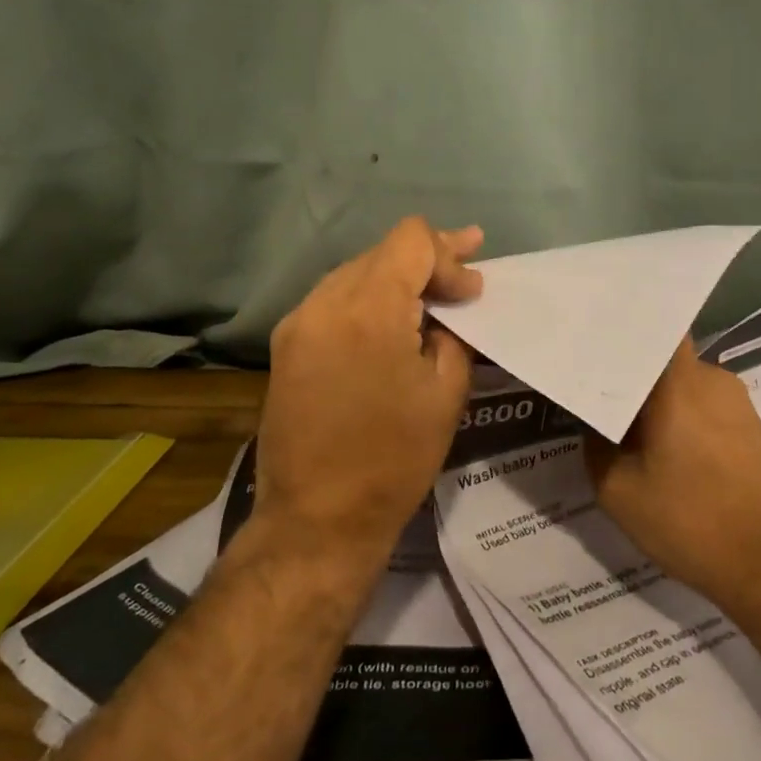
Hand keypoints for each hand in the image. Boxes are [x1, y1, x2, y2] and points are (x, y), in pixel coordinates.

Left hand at [253, 218, 482, 564]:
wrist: (317, 519)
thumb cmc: (394, 460)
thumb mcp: (445, 393)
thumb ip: (452, 333)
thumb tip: (449, 307)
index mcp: (368, 309)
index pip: (412, 240)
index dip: (450, 253)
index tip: (473, 290)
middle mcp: (324, 302)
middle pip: (383, 252)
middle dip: (428, 260)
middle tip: (467, 273)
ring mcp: (298, 322)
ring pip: (357, 271)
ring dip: (397, 278)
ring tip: (433, 294)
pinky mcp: (286, 344)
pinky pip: (335, 300)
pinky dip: (369, 300)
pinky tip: (392, 320)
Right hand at [587, 338, 760, 612]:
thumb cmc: (694, 523)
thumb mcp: (620, 492)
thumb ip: (596, 445)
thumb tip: (596, 422)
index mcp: (679, 380)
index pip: (648, 327)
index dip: (616, 329)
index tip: (584, 339)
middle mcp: (712, 377)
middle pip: (660, 359)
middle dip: (627, 374)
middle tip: (593, 394)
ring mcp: (738, 402)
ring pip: (681, 386)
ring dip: (654, 403)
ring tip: (623, 430)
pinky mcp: (753, 428)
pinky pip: (703, 408)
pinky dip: (679, 421)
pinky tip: (663, 454)